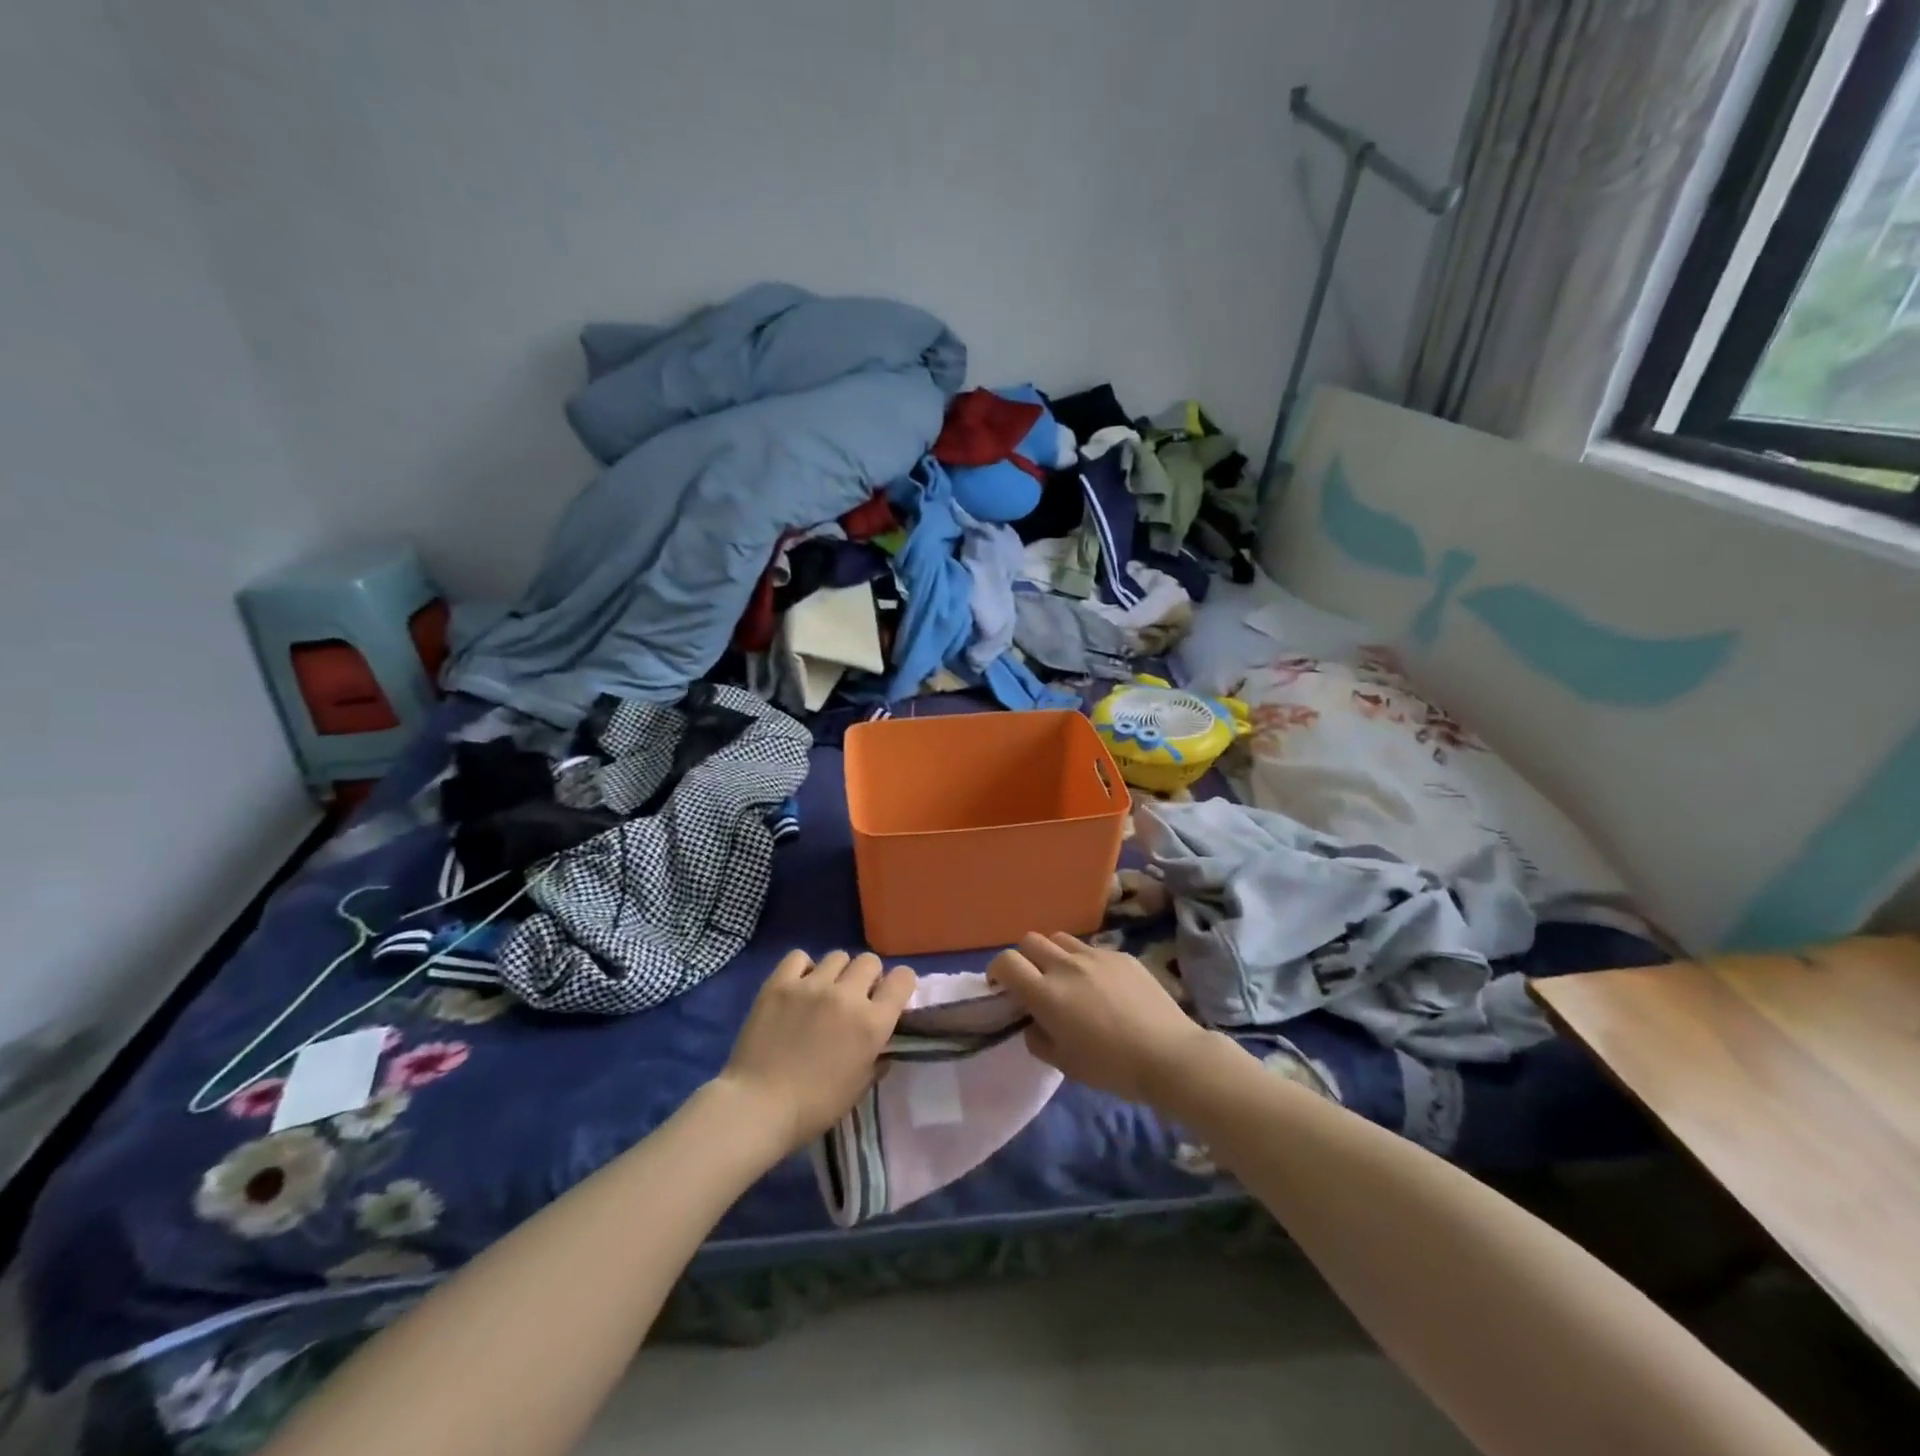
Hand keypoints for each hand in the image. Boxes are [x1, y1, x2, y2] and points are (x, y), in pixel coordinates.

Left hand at [717, 950, 915, 1153]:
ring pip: (837, 956)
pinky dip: (803, 968)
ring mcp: (811, 985)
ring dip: (837, 973)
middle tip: (854, 998)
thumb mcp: (859, 1088)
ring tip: (823, 992)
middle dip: (867, 977)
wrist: (758, 1107)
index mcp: (872, 1023)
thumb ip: (877, 1058)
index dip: (900, 985)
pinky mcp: (779, 983)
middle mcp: (847, 995)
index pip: (903, 978)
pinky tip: (797, 986)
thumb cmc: (814, 1107)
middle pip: (870, 961)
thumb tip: (882, 1043)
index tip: (890, 996)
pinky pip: (799, 957)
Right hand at [987, 933, 1214, 1104]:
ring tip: (1067, 979)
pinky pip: (1092, 949)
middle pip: (1030, 941)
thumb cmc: (1111, 1067)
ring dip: (1054, 955)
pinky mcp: (1121, 955)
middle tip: (1034, 982)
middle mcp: (1066, 966)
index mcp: (1046, 993)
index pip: (1006, 961)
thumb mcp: (1064, 1064)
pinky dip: (1086, 963)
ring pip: (1061, 939)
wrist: (1169, 1055)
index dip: (997, 971)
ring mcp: (1095, 956)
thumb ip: (1038, 1039)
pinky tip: (1103, 987)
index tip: (1001, 987)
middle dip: (1024, 958)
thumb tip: (1034, 1022)